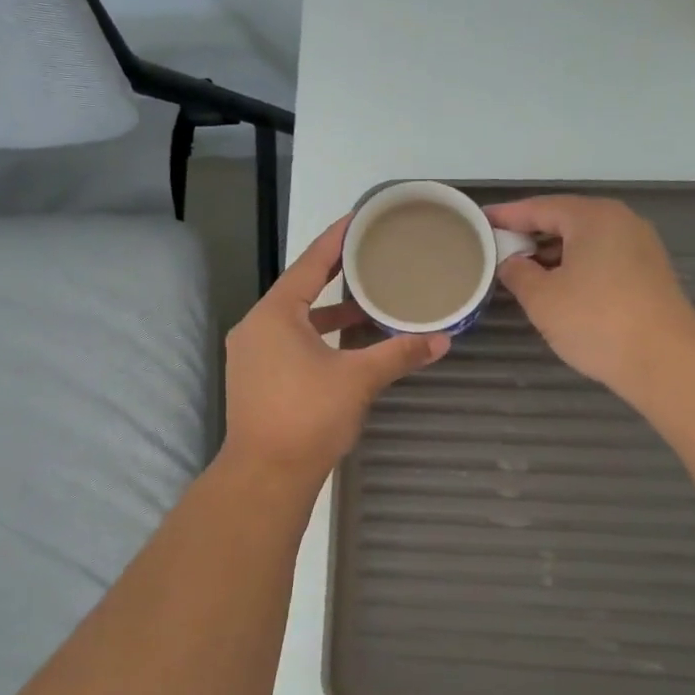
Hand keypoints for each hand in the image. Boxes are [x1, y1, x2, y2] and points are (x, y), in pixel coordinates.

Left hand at [223, 214, 448, 479]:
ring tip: (368, 305)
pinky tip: (346, 346)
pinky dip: (318, 338)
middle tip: (371, 258)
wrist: (265, 475)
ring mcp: (252, 355)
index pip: (309, 264)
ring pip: (295, 321)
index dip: (336, 240)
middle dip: (336, 276)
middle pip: (300, 290)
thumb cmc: (308, 417)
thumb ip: (398, 354)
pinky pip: (290, 343)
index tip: (359, 219)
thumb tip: (443, 340)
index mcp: (275, 314)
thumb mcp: (358, 379)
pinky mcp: (256, 380)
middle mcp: (256, 327)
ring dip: (329, 314)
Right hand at [487, 195, 694, 397]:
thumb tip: (511, 262)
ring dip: (553, 252)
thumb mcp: (542, 299)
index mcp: (592, 217)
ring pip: (585, 240)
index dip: (507, 215)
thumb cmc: (596, 322)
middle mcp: (620, 221)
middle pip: (565, 219)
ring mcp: (640, 246)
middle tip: (498, 246)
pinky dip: (576, 265)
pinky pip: (602, 257)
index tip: (480, 220)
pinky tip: (559, 285)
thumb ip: (518, 273)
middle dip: (530, 233)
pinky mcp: (649, 272)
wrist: (665, 360)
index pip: (539, 207)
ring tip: (522, 269)